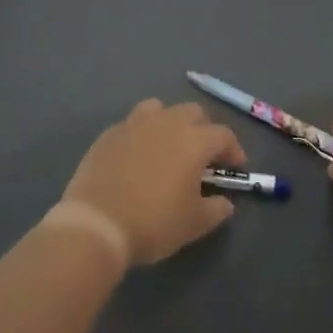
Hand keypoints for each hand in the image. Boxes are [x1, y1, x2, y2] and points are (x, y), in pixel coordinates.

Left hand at [61, 100, 246, 266]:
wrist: (97, 223)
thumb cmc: (153, 223)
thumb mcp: (194, 224)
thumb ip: (216, 209)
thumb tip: (224, 201)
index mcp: (193, 140)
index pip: (223, 135)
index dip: (234, 149)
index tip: (235, 166)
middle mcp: (167, 122)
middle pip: (194, 112)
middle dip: (204, 129)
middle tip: (204, 154)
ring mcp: (135, 124)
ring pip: (160, 108)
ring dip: (171, 122)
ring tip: (169, 145)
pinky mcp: (110, 133)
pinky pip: (133, 123)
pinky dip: (143, 133)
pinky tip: (139, 154)